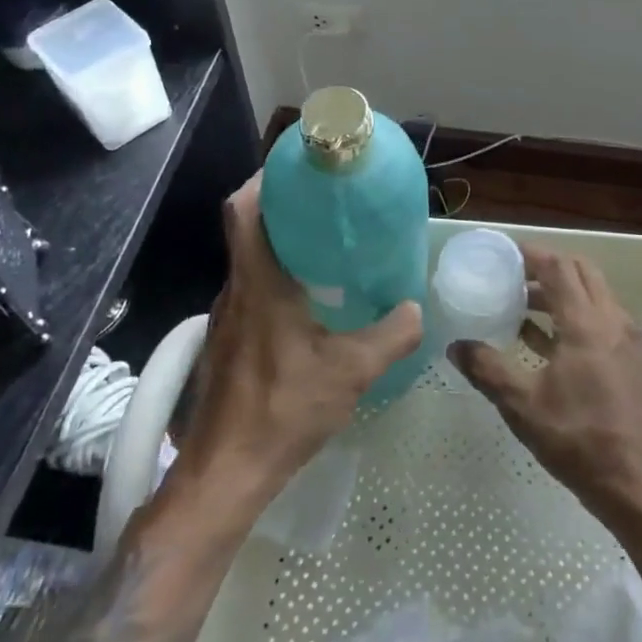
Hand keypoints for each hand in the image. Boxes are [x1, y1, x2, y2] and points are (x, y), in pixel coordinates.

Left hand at [171, 174, 422, 503]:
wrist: (225, 474)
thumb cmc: (283, 410)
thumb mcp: (352, 371)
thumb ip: (392, 335)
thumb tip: (417, 309)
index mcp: (259, 283)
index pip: (243, 210)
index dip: (264, 179)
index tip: (298, 168)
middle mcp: (236, 290)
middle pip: (248, 229)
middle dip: (284, 207)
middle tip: (331, 204)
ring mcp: (227, 318)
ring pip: (250, 262)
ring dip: (282, 245)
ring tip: (329, 247)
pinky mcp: (227, 343)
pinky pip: (252, 292)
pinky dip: (278, 279)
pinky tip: (311, 304)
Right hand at [449, 244, 641, 519]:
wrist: (636, 480)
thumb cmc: (578, 437)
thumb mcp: (523, 405)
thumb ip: (488, 369)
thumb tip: (455, 346)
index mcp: (586, 322)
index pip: (559, 268)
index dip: (531, 254)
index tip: (504, 253)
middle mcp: (610, 319)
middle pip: (581, 272)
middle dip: (548, 267)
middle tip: (513, 275)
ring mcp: (624, 338)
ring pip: (593, 294)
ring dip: (560, 291)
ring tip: (522, 304)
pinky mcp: (628, 358)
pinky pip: (599, 318)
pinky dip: (573, 314)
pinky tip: (543, 338)